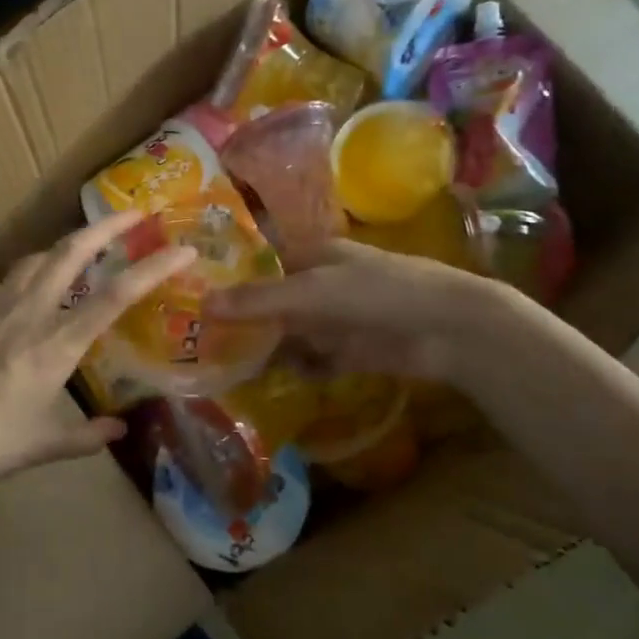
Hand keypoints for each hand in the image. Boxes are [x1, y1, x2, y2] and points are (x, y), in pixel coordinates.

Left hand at [0, 212, 195, 500]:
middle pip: (70, 252)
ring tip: (90, 243)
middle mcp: (29, 315)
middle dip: (106, 226)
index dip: (152, 268)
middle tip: (135, 213)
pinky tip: (44, 284)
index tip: (182, 248)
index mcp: (55, 346)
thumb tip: (119, 428)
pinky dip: (41, 268)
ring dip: (70, 242)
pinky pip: (16, 279)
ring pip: (39, 258)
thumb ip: (88, 436)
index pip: (114, 296)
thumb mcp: (44, 445)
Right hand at [205, 239, 511, 383]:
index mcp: (310, 256)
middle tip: (196, 341)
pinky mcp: (348, 353)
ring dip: (263, 349)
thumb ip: (258, 301)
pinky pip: (311, 361)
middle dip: (240, 321)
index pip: (259, 264)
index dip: (228, 278)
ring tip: (220, 368)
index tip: (191, 296)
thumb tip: (201, 304)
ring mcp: (334, 321)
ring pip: (287, 335)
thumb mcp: (311, 292)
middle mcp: (318, 286)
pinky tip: (265, 382)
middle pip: (270, 303)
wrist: (447, 329)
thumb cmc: (377, 293)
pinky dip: (293, 369)